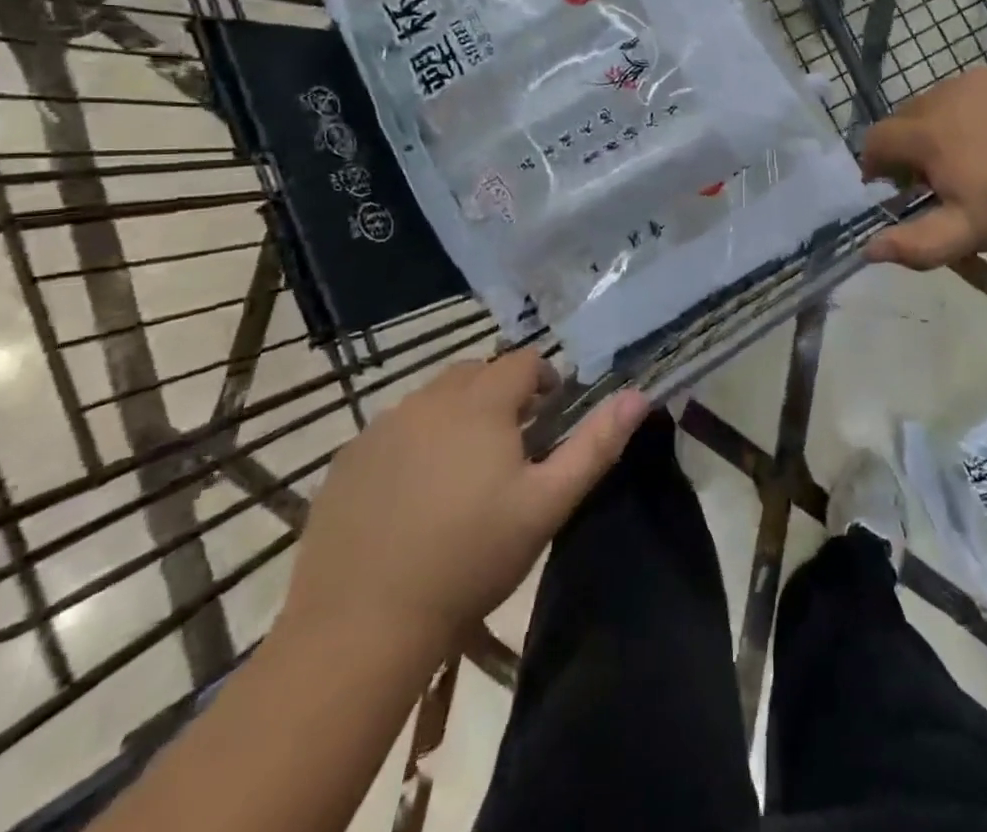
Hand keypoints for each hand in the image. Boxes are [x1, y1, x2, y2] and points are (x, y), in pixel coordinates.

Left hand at [279, 349, 647, 671]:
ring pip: (432, 399)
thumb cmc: (471, 558)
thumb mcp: (548, 504)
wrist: (361, 625)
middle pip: (476, 373)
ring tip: (463, 470)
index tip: (549, 418)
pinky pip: (393, 430)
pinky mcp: (347, 460)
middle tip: (510, 446)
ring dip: (456, 415)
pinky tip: (414, 494)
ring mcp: (381, 428)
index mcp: (480, 403)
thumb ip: (596, 445)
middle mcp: (428, 400)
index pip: (523, 361)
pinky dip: (414, 442)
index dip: (544, 381)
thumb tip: (639, 395)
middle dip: (500, 394)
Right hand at [860, 67, 986, 268]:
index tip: (893, 185)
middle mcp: (946, 95)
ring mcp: (981, 80)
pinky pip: (977, 89)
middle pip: (906, 116)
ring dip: (941, 123)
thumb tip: (868, 249)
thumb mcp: (962, 235)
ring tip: (968, 153)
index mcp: (926, 133)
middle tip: (934, 174)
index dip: (876, 163)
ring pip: (941, 99)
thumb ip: (912, 245)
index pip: (877, 138)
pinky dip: (975, 109)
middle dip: (909, 144)